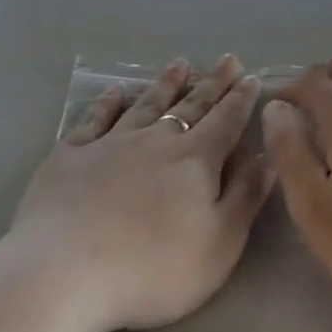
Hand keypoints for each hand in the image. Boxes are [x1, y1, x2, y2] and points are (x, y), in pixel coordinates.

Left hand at [12, 56, 272, 331]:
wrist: (65, 271)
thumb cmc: (153, 268)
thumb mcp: (219, 244)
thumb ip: (245, 197)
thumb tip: (266, 156)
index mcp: (194, 161)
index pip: (226, 122)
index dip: (240, 100)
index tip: (250, 77)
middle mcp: (155, 141)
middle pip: (190, 106)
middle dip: (211, 83)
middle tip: (227, 60)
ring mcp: (110, 143)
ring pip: (145, 104)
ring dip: (165, 83)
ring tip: (180, 63)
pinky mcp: (70, 155)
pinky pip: (94, 119)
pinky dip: (107, 102)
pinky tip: (115, 91)